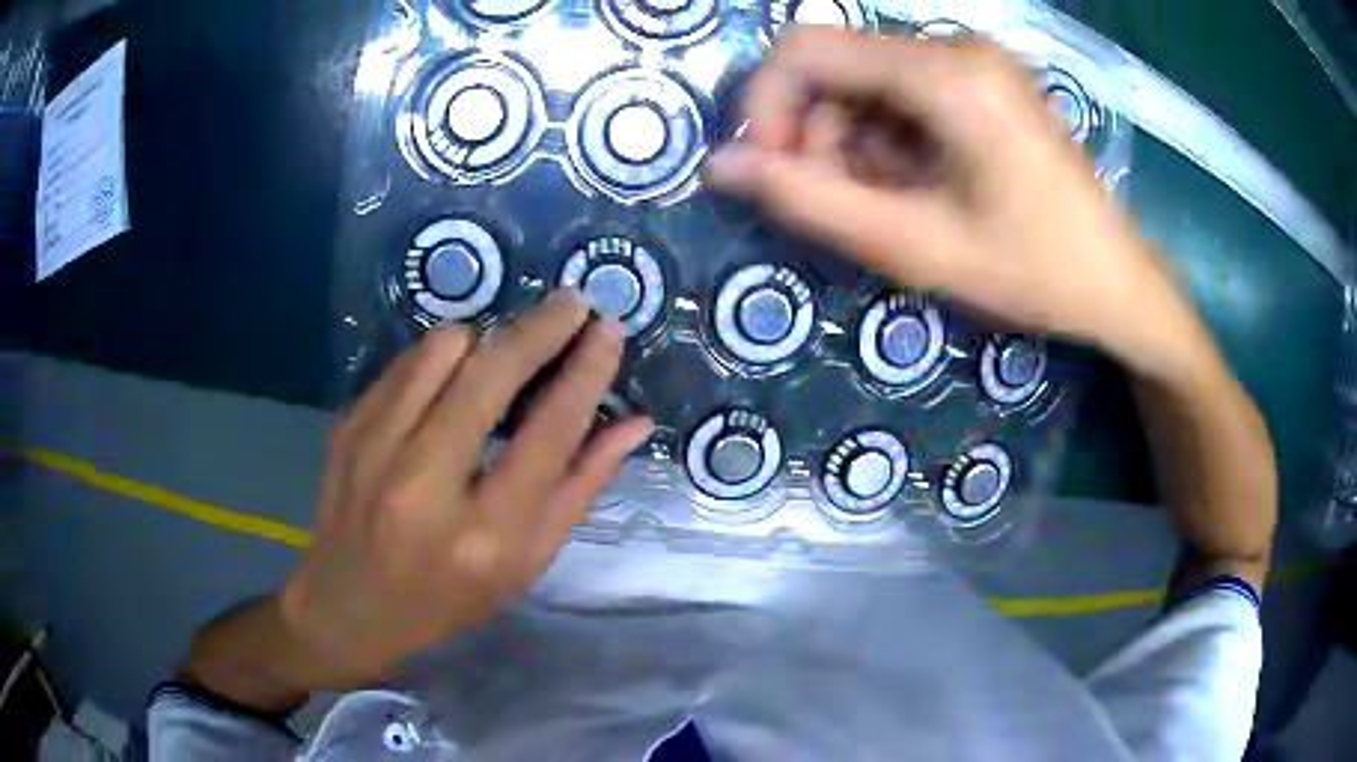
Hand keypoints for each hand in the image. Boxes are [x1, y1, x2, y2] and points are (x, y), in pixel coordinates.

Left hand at [279, 290, 651, 688]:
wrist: (350, 604)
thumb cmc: (450, 596)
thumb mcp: (526, 562)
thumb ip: (581, 488)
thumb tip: (633, 423)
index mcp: (485, 534)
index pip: (548, 433)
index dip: (586, 372)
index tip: (607, 330)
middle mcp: (426, 484)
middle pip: (492, 373)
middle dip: (541, 326)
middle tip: (573, 302)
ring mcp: (375, 448)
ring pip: (443, 349)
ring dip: (486, 339)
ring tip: (503, 353)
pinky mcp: (348, 426)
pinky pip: (406, 361)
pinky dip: (440, 356)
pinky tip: (453, 374)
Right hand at [706, 28, 1207, 382]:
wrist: (1116, 281)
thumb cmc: (1032, 271)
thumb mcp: (914, 246)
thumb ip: (809, 201)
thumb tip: (718, 167)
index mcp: (946, 74)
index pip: (805, 49)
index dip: (765, 106)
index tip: (771, 172)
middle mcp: (956, 46)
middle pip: (836, 66)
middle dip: (819, 135)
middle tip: (849, 205)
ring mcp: (974, 60)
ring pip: (866, 83)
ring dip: (856, 144)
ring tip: (896, 205)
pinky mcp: (982, 79)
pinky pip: (903, 93)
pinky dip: (890, 139)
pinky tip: (920, 185)